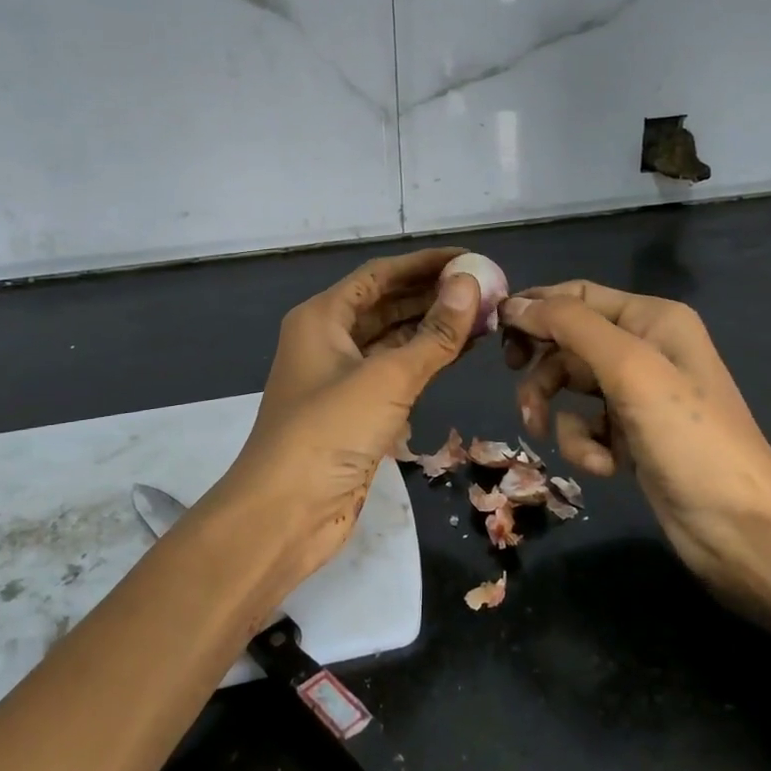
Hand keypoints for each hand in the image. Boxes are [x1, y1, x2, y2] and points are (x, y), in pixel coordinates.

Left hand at [203, 249, 480, 592]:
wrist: (285, 513)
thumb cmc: (329, 432)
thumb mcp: (386, 378)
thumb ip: (433, 334)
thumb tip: (470, 285)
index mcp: (322, 317)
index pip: (380, 274)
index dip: (424, 263)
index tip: (470, 258)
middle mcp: (328, 340)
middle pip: (386, 304)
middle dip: (432, 294)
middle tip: (485, 288)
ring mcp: (340, 378)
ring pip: (392, 340)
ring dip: (432, 328)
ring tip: (483, 316)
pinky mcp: (354, 411)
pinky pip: (394, 373)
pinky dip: (424, 361)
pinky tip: (459, 353)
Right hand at [501, 282, 770, 656]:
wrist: (743, 531)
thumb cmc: (688, 438)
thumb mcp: (629, 369)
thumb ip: (570, 326)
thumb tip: (514, 303)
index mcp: (652, 319)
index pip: (577, 296)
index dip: (535, 309)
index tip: (495, 334)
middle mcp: (645, 348)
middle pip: (568, 342)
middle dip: (542, 368)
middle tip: (517, 387)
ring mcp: (638, 395)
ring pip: (570, 386)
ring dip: (555, 410)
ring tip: (544, 432)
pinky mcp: (631, 436)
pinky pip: (586, 425)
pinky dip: (583, 444)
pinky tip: (604, 466)